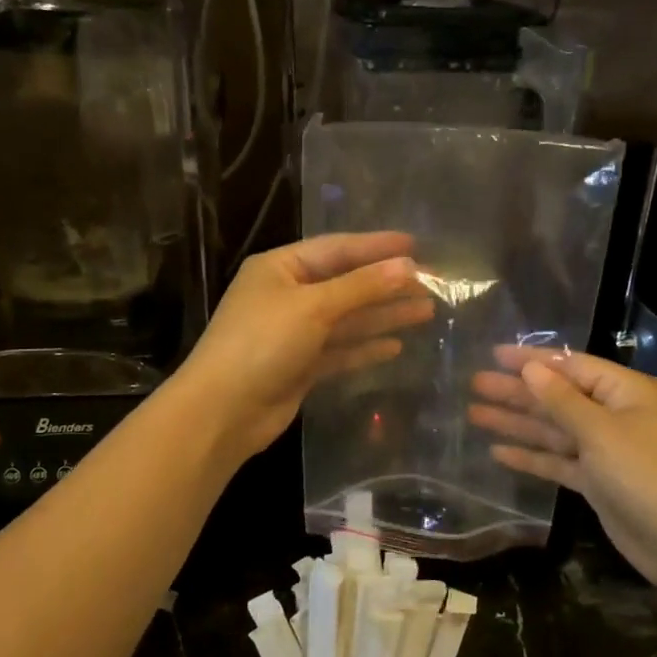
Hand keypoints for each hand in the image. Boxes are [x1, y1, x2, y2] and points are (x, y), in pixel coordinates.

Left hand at [177, 232, 434, 464]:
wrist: (224, 411)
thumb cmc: (263, 343)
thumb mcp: (314, 306)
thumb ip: (362, 286)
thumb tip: (408, 265)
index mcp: (280, 268)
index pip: (337, 249)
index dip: (377, 247)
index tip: (416, 245)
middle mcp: (287, 295)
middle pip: (346, 284)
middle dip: (386, 284)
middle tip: (432, 283)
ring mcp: (293, 332)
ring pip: (347, 319)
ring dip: (383, 315)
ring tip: (426, 311)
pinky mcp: (300, 365)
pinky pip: (340, 350)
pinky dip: (366, 347)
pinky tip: (396, 346)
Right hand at [469, 347, 656, 590]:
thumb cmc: (645, 473)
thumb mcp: (600, 431)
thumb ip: (561, 400)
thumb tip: (532, 368)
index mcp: (624, 392)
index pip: (570, 366)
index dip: (531, 359)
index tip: (494, 355)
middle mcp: (614, 415)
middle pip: (557, 397)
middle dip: (517, 391)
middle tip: (475, 384)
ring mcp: (605, 450)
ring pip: (553, 429)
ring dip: (517, 422)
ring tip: (475, 414)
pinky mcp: (597, 481)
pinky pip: (558, 460)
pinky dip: (531, 456)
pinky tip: (498, 452)